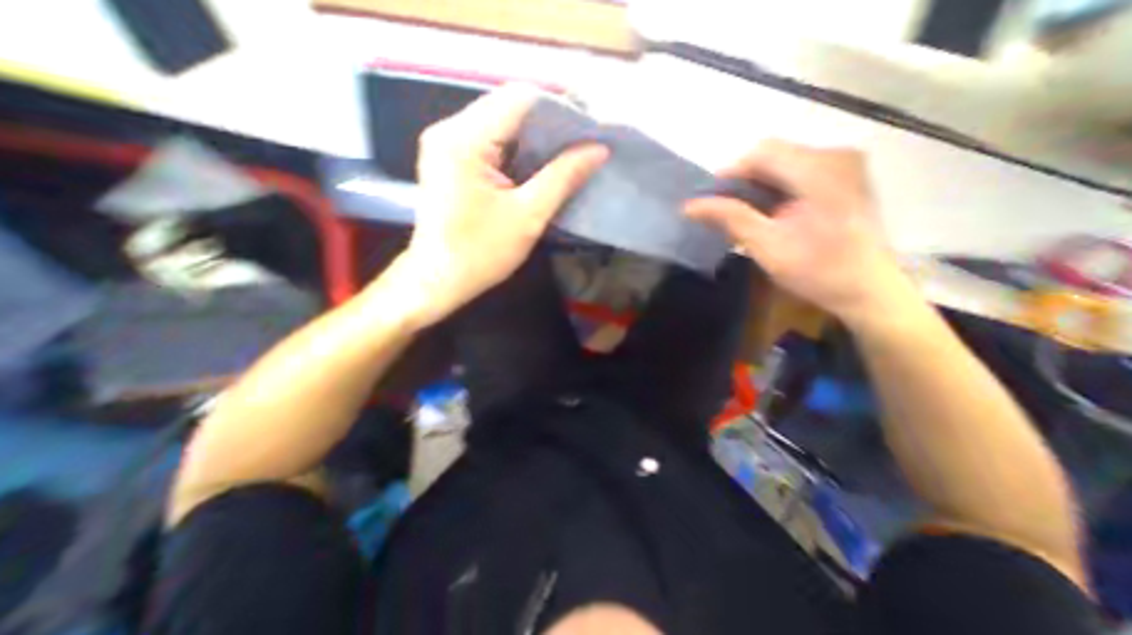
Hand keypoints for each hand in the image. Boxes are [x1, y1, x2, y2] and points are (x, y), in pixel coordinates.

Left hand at [373, 85, 606, 328]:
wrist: (439, 280)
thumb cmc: (481, 253)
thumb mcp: (529, 215)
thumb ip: (563, 177)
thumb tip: (598, 149)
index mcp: (465, 139)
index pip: (520, 98)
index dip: (559, 109)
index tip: (588, 130)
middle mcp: (450, 130)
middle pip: (508, 106)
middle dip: (549, 124)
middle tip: (582, 145)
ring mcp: (446, 144)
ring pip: (501, 123)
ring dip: (534, 138)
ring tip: (566, 155)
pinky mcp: (449, 160)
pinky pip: (490, 141)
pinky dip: (518, 150)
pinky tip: (538, 167)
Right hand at [690, 142, 903, 323]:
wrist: (867, 291)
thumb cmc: (816, 270)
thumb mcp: (765, 245)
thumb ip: (728, 218)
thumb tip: (689, 206)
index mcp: (818, 168)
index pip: (761, 153)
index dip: (729, 174)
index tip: (709, 201)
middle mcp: (835, 156)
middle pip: (772, 156)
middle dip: (742, 182)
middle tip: (723, 212)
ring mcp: (843, 166)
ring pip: (783, 165)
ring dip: (756, 187)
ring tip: (741, 215)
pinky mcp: (844, 180)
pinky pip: (797, 174)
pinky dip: (774, 190)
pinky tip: (766, 214)